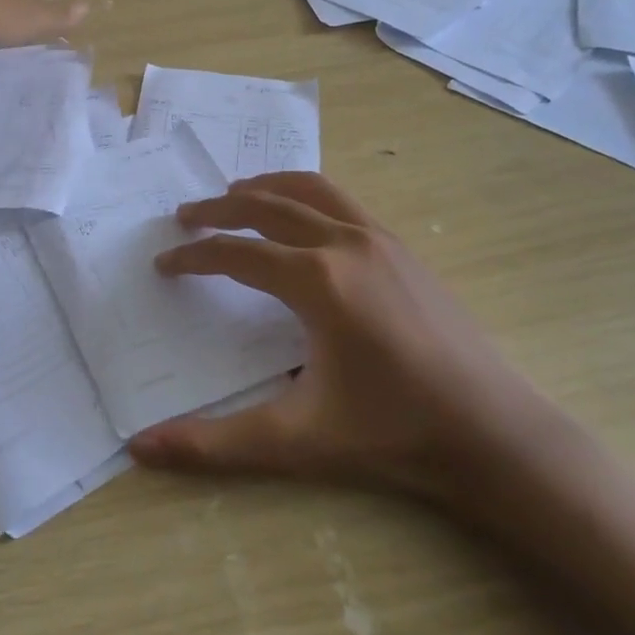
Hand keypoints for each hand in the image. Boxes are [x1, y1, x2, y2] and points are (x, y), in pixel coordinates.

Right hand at [128, 172, 574, 516]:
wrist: (494, 434)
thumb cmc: (393, 435)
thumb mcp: (296, 441)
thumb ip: (214, 443)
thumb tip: (140, 448)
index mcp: (316, 280)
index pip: (235, 254)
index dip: (193, 256)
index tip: (164, 264)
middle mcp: (345, 243)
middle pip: (265, 205)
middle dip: (218, 209)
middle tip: (184, 217)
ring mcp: (379, 239)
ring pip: (309, 189)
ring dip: (264, 187)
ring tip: (233, 194)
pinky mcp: (402, 247)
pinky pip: (341, 200)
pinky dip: (305, 194)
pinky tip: (300, 217)